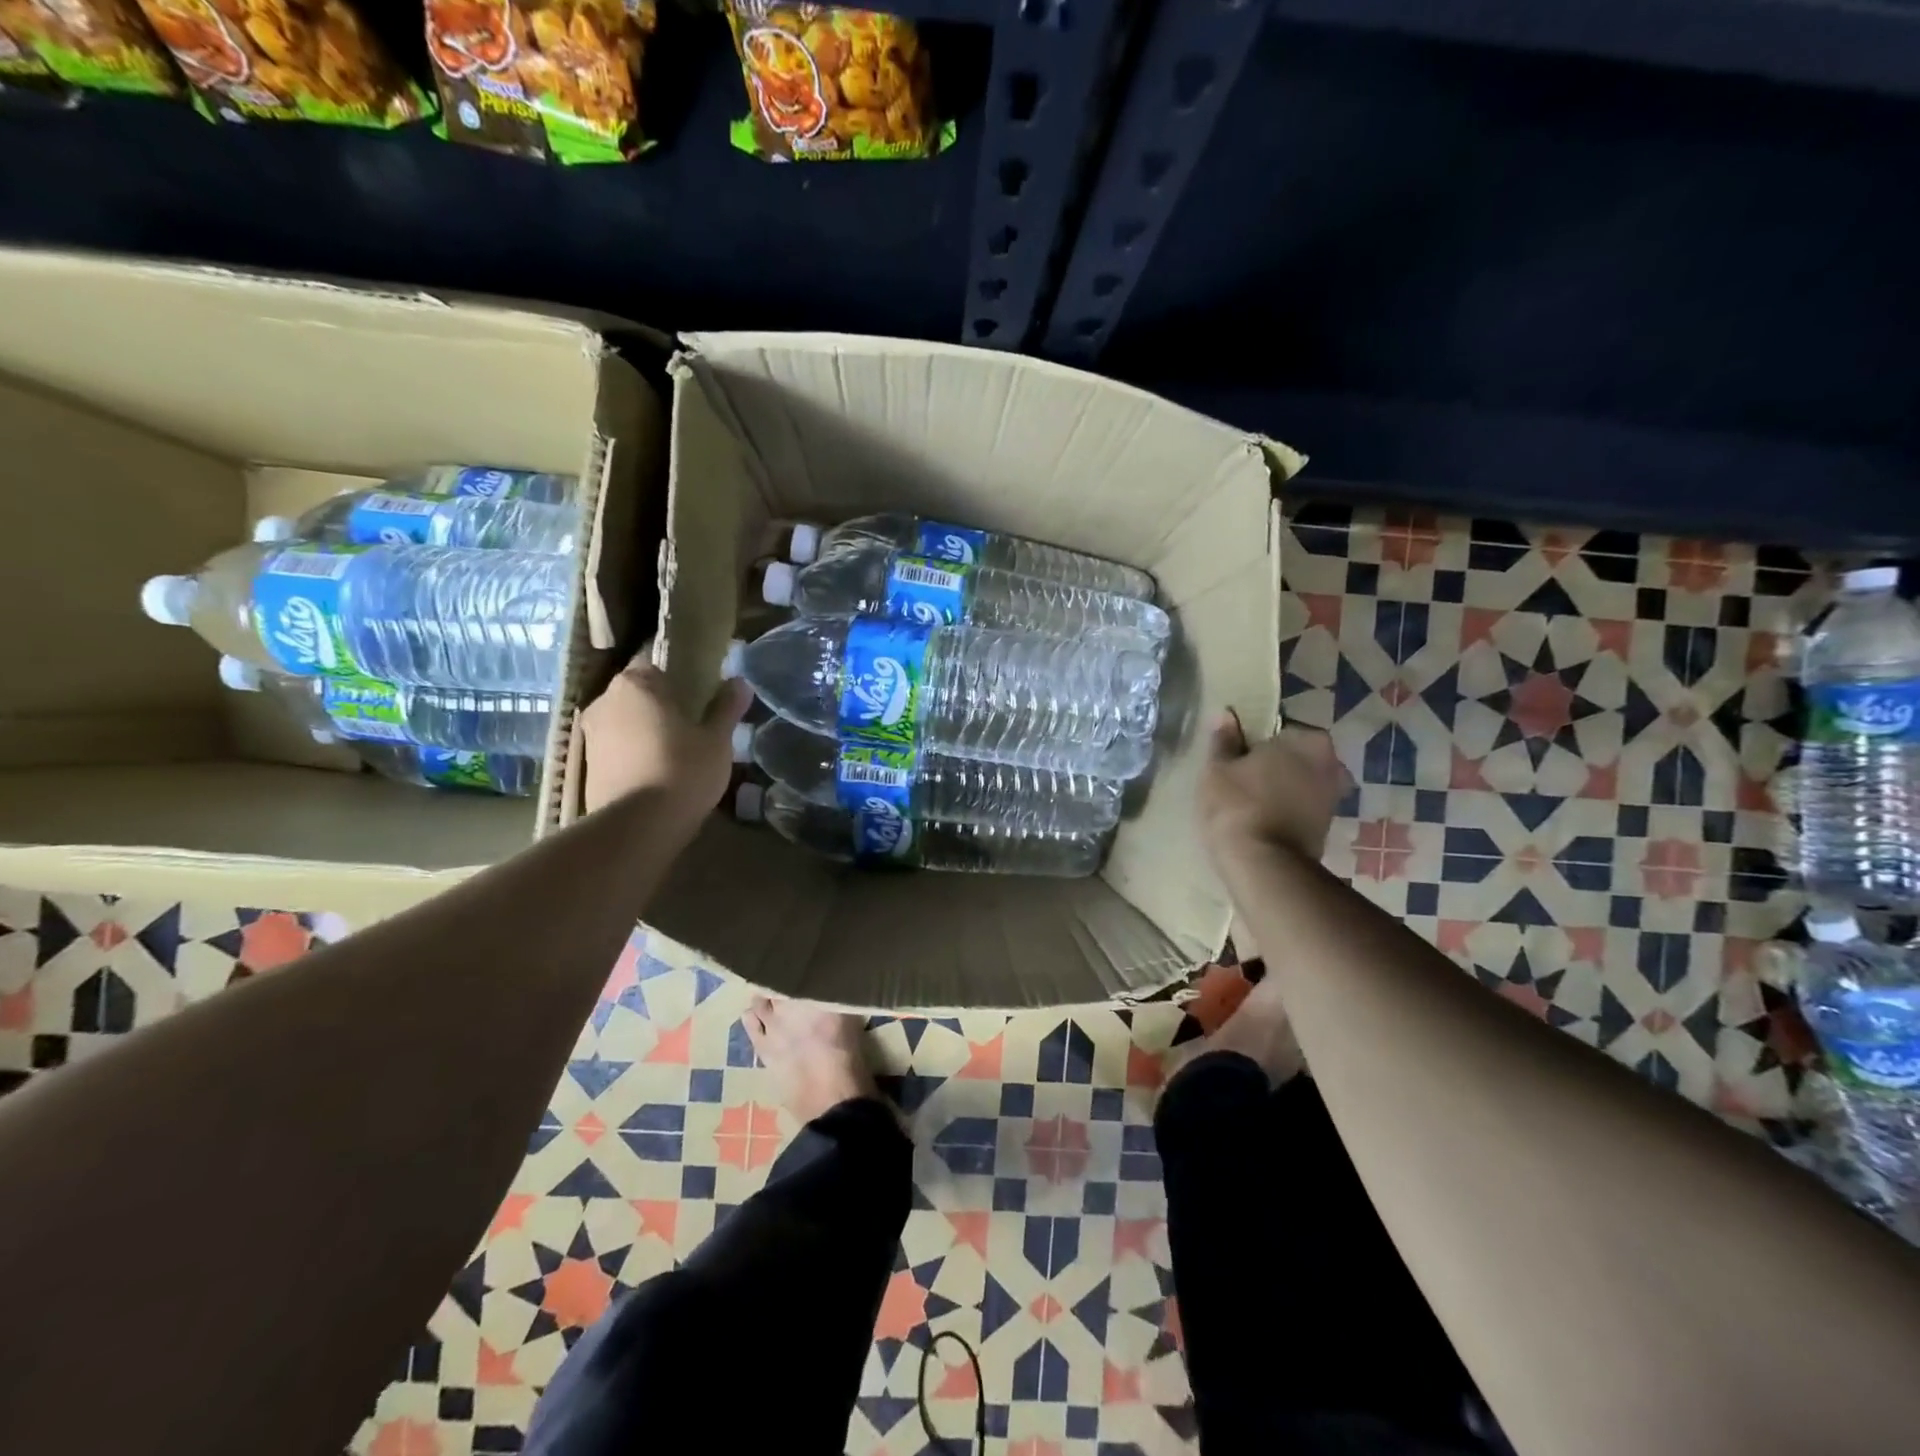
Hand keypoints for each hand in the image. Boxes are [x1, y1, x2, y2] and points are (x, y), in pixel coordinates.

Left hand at [580, 653, 752, 823]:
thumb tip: (740, 682)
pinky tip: (657, 774)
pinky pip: (617, 750)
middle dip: (660, 705)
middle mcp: (605, 701)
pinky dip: (634, 755)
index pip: (654, 665)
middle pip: (637, 694)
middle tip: (692, 726)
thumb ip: (726, 707)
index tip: (698, 697)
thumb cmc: (683, 769)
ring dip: (645, 732)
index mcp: (636, 684)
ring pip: (625, 723)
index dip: (677, 679)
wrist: (638, 826)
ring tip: (676, 753)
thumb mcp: (717, 739)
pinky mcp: (588, 767)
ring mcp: (591, 735)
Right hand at [1198, 712, 1351, 862]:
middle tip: (1241, 776)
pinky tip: (1261, 819)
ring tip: (1248, 800)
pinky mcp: (1327, 828)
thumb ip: (1224, 740)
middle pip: (1295, 756)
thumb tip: (1227, 716)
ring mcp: (1333, 798)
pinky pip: (1301, 807)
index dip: (1256, 740)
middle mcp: (1331, 764)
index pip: (1281, 728)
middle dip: (1274, 764)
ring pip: (1300, 783)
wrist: (1263, 865)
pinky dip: (1286, 810)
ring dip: (1281, 788)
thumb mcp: (1218, 768)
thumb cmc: (1238, 804)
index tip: (1237, 754)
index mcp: (1308, 740)